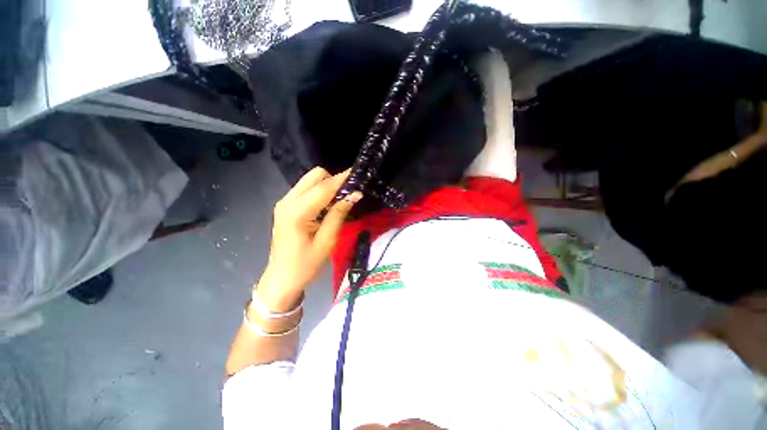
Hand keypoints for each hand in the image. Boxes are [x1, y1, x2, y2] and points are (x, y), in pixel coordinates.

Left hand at [257, 167, 361, 310]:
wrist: (281, 279)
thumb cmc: (305, 265)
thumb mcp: (327, 242)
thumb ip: (338, 215)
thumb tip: (355, 195)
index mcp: (297, 212)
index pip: (324, 188)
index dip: (343, 179)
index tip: (359, 174)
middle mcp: (287, 201)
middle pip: (314, 176)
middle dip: (334, 180)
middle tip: (349, 193)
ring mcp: (285, 202)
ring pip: (310, 180)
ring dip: (327, 185)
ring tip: (341, 200)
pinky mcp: (286, 206)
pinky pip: (306, 189)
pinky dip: (320, 192)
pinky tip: (328, 205)